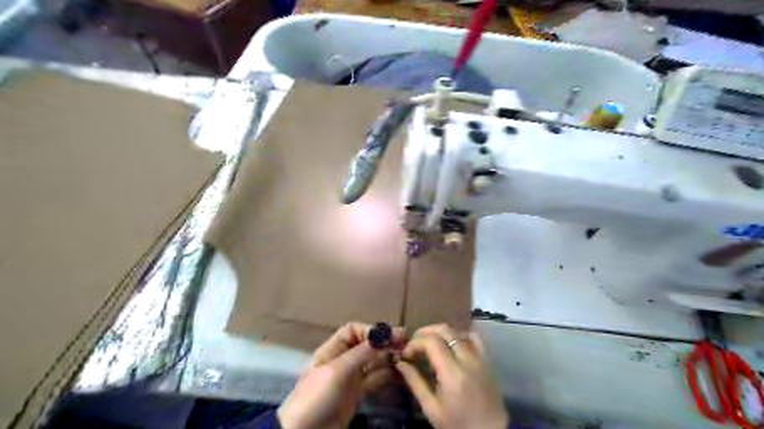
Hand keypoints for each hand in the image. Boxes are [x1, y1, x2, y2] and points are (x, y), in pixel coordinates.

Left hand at [280, 321, 404, 428]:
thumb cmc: (317, 395)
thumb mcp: (338, 371)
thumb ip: (361, 353)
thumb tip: (382, 336)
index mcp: (333, 349)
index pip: (353, 331)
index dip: (371, 331)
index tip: (389, 335)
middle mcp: (343, 359)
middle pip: (366, 345)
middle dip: (384, 343)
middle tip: (406, 343)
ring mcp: (351, 377)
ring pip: (373, 361)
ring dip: (389, 357)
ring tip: (406, 357)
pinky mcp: (357, 394)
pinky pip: (375, 379)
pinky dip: (388, 374)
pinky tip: (401, 373)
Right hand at [393, 324, 505, 427]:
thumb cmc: (457, 424)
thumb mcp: (431, 408)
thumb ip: (415, 382)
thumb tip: (400, 363)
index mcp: (452, 374)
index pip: (432, 342)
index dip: (415, 342)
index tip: (406, 353)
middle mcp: (468, 360)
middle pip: (445, 330)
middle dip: (426, 332)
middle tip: (414, 343)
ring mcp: (480, 358)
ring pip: (459, 330)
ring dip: (441, 332)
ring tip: (430, 342)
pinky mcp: (487, 360)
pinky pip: (474, 337)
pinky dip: (460, 335)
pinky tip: (451, 344)